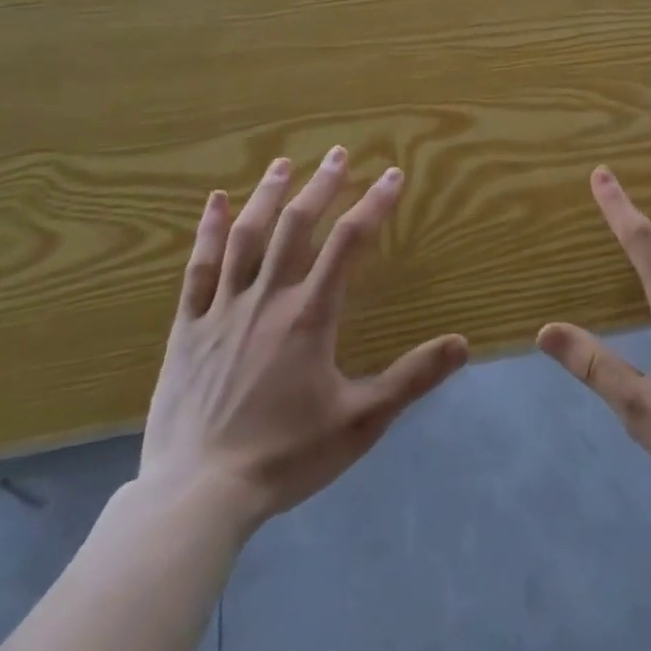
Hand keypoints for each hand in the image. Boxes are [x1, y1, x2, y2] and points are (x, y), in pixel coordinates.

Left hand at [139, 147, 467, 528]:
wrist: (197, 497)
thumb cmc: (284, 457)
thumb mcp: (361, 422)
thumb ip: (412, 378)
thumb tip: (463, 343)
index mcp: (310, 315)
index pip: (349, 242)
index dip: (374, 204)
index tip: (393, 175)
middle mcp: (268, 297)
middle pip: (297, 226)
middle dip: (321, 185)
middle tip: (338, 153)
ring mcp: (222, 309)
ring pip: (247, 237)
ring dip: (268, 195)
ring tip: (283, 163)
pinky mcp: (187, 327)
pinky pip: (199, 268)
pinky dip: (208, 231)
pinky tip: (215, 202)